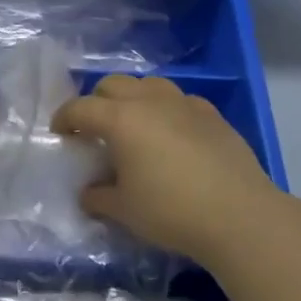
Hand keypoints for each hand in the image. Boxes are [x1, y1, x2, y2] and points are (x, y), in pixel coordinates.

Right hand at [52, 75, 297, 261]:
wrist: (240, 215)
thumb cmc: (171, 211)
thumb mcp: (124, 210)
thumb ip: (98, 197)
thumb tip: (88, 192)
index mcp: (120, 119)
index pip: (80, 108)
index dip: (64, 119)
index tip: (60, 134)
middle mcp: (149, 101)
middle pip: (112, 85)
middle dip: (97, 102)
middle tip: (95, 129)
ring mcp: (184, 103)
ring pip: (148, 85)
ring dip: (132, 98)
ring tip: (133, 124)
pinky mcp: (212, 114)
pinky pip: (179, 100)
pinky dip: (166, 109)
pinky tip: (171, 133)